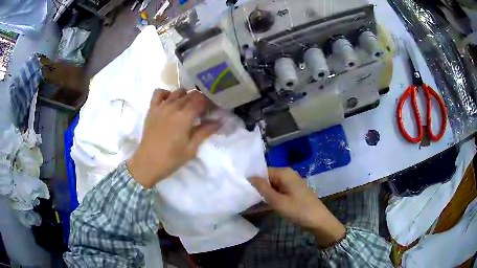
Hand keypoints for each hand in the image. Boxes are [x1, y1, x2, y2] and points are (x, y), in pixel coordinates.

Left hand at [127, 89, 218, 188]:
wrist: (147, 163)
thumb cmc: (171, 159)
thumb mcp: (191, 148)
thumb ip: (204, 132)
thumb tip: (219, 122)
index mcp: (184, 117)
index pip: (201, 101)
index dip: (209, 102)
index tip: (214, 108)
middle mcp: (173, 107)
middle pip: (190, 95)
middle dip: (200, 99)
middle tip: (204, 109)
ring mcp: (160, 107)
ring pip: (177, 92)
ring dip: (186, 95)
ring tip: (189, 105)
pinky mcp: (152, 110)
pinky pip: (159, 93)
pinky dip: (167, 93)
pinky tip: (170, 100)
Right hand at [249, 168, 345, 246]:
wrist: (318, 220)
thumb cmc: (298, 210)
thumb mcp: (277, 201)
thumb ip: (262, 188)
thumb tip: (249, 177)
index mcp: (284, 172)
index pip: (262, 171)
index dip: (253, 180)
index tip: (244, 190)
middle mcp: (288, 173)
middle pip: (268, 177)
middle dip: (260, 187)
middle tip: (249, 199)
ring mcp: (292, 181)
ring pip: (273, 184)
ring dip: (266, 193)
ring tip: (256, 202)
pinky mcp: (295, 189)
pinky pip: (280, 189)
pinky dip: (273, 195)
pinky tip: (268, 204)